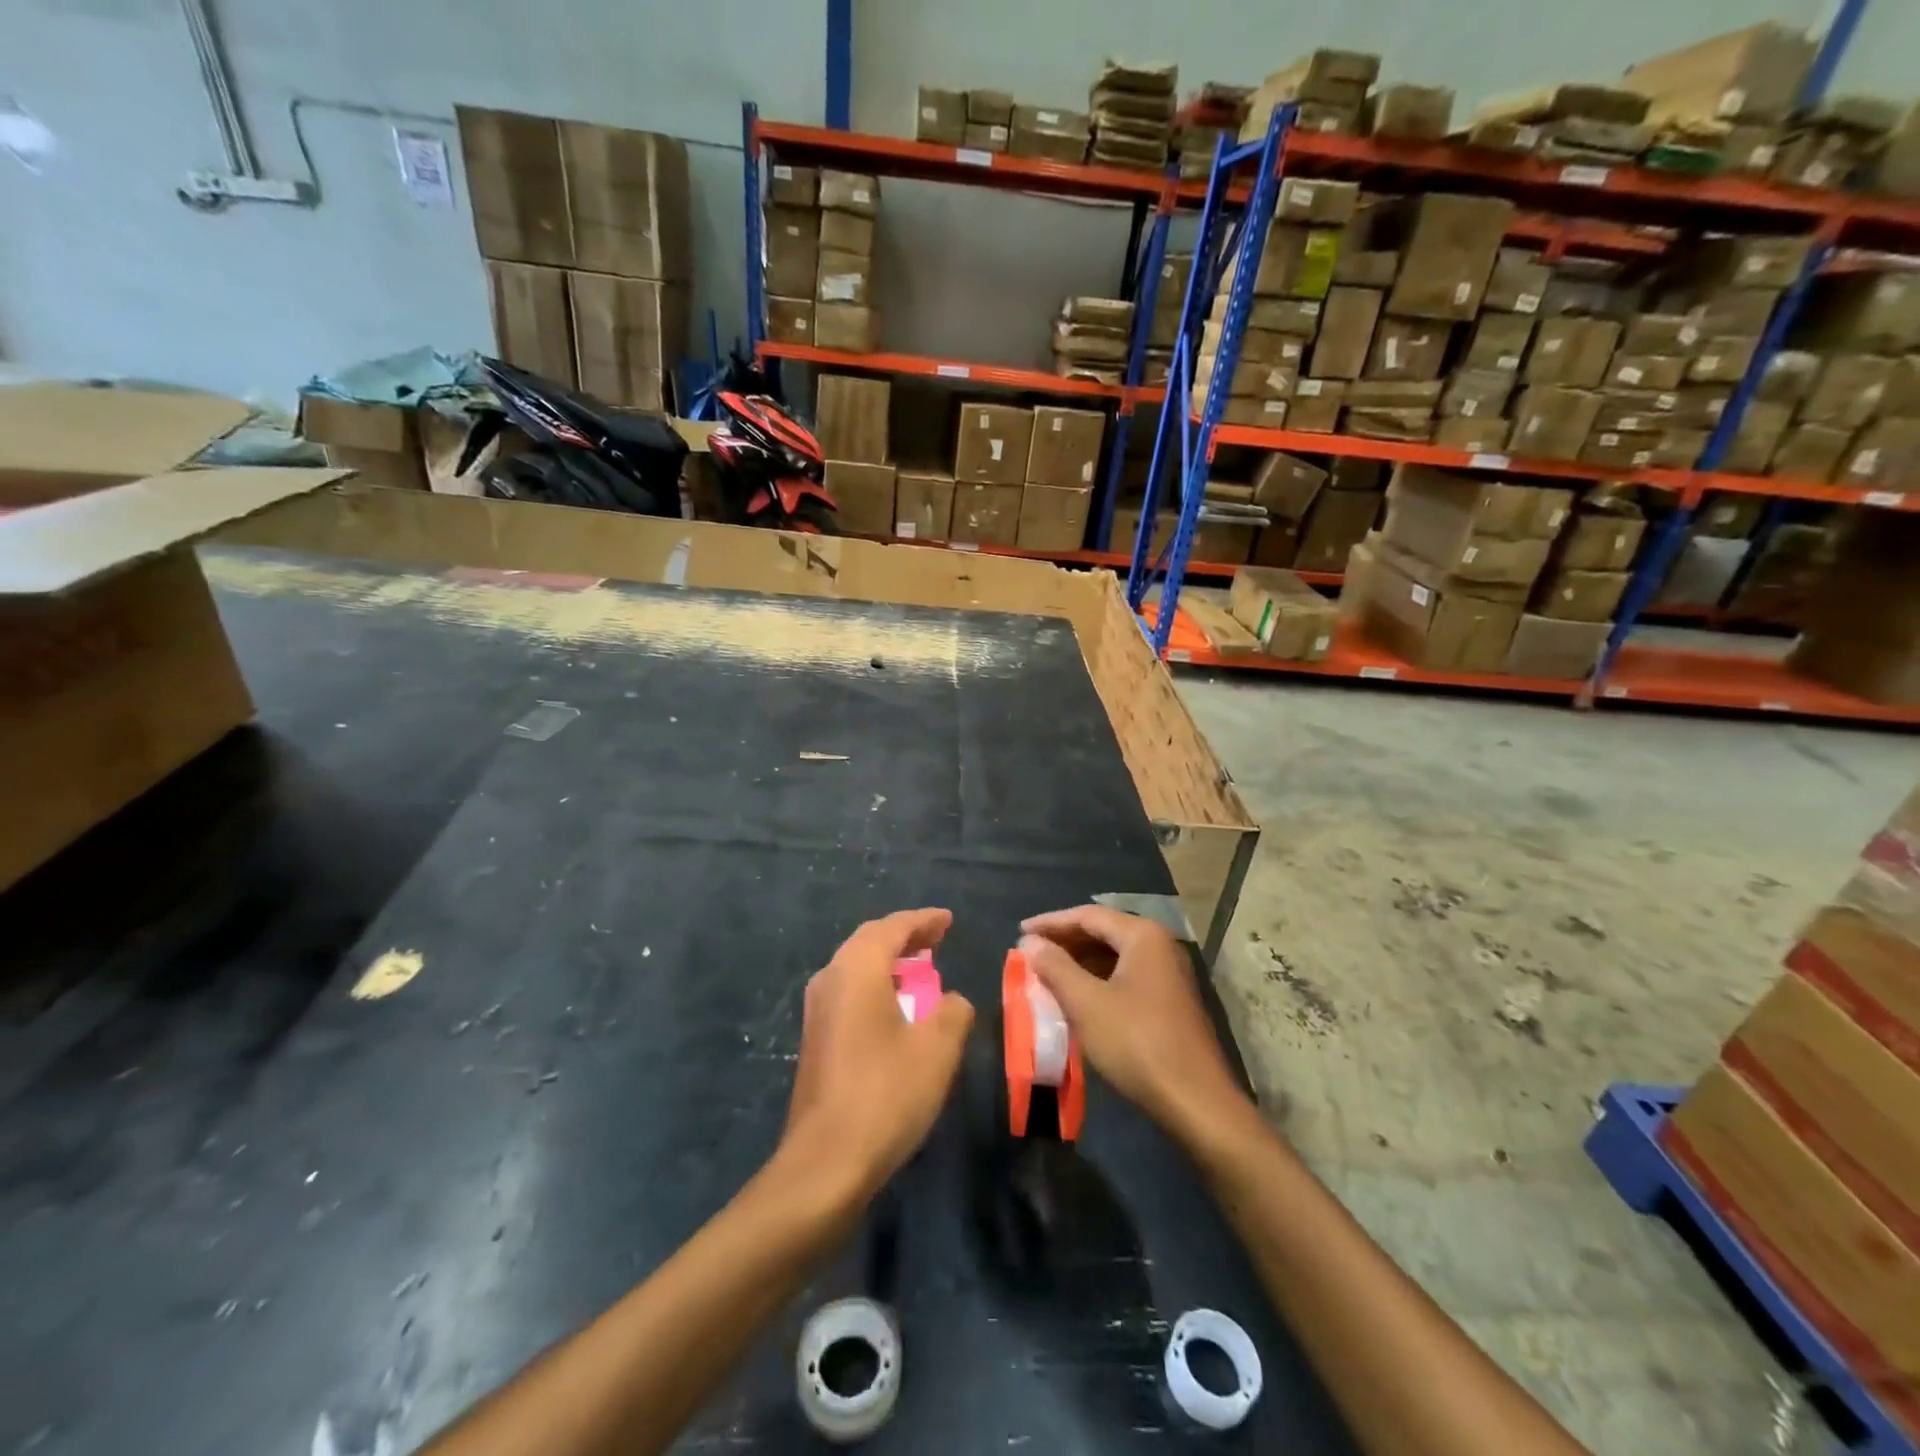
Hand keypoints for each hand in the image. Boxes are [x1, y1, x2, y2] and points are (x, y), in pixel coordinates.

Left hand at [780, 908, 974, 1202]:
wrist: (826, 1162)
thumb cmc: (886, 1094)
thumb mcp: (936, 1050)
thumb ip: (952, 1012)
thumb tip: (951, 1001)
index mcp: (856, 970)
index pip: (892, 928)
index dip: (923, 920)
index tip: (948, 919)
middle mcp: (830, 979)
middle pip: (868, 941)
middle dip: (904, 935)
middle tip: (937, 937)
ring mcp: (817, 1010)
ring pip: (855, 966)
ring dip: (888, 961)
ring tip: (921, 967)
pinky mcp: (816, 1038)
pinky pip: (849, 991)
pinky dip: (876, 984)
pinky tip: (895, 1007)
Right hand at [1019, 906, 1253, 1149]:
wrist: (1197, 1103)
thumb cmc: (1137, 1044)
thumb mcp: (1087, 1004)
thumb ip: (1055, 967)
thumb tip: (1030, 942)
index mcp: (1143, 936)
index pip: (1088, 916)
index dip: (1050, 922)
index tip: (1019, 932)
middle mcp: (1160, 945)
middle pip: (1103, 932)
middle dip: (1065, 942)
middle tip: (1031, 953)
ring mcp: (1169, 974)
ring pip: (1115, 956)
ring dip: (1080, 962)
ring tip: (1048, 974)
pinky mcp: (1170, 1001)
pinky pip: (1126, 976)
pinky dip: (1098, 980)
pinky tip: (1078, 997)